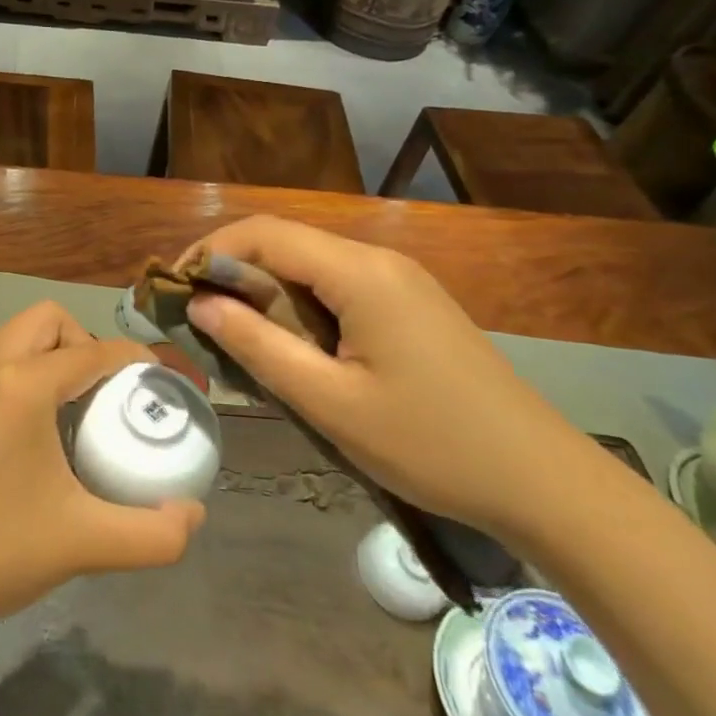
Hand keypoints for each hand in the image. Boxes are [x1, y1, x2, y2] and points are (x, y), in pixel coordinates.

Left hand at [0, 302, 205, 619]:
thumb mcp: (85, 543)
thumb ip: (153, 534)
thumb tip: (193, 514)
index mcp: (21, 388)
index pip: (90, 351)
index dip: (130, 357)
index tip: (153, 376)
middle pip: (45, 319)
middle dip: (82, 340)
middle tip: (102, 389)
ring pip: (12, 335)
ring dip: (47, 352)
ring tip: (68, 404)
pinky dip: (17, 370)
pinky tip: (26, 425)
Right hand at [182, 217, 612, 548]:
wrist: (542, 481)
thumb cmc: (431, 445)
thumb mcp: (330, 402)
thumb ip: (258, 346)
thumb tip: (199, 303)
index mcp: (360, 273)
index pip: (264, 233)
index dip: (209, 252)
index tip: (172, 289)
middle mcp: (379, 261)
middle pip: (285, 244)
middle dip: (231, 272)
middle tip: (196, 320)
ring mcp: (399, 281)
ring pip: (309, 267)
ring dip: (263, 293)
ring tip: (233, 337)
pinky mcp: (409, 305)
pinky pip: (337, 289)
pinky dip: (297, 307)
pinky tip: (289, 348)